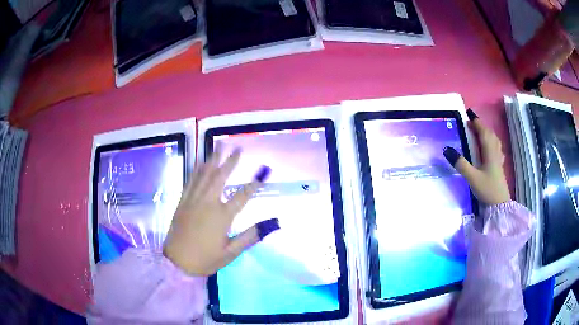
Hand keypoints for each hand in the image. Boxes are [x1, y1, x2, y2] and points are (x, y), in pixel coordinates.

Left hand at [163, 146, 277, 274]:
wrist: (176, 262)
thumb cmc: (205, 259)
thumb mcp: (231, 252)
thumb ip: (251, 236)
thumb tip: (274, 223)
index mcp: (221, 216)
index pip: (242, 196)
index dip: (254, 184)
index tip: (264, 171)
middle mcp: (207, 203)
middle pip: (220, 177)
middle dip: (230, 161)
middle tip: (237, 148)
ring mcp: (193, 201)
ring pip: (204, 175)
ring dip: (213, 159)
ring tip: (219, 146)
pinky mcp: (182, 202)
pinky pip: (190, 181)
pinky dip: (196, 170)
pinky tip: (200, 162)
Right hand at [443, 108, 510, 204]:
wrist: (500, 205)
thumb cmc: (487, 189)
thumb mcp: (472, 177)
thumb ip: (460, 164)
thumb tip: (447, 149)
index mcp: (489, 152)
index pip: (483, 132)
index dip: (476, 122)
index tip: (469, 114)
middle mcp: (495, 153)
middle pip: (489, 134)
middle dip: (481, 126)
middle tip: (471, 123)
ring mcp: (498, 160)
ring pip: (494, 141)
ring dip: (487, 133)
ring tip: (480, 132)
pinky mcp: (499, 167)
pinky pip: (496, 149)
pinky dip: (492, 143)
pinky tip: (491, 148)